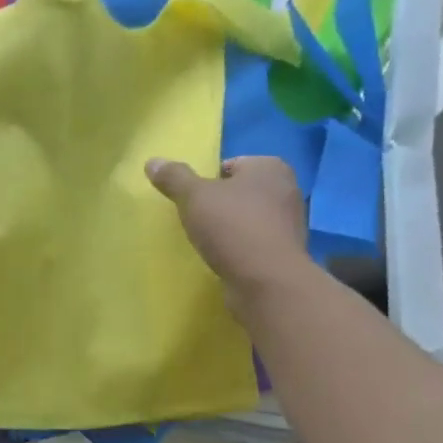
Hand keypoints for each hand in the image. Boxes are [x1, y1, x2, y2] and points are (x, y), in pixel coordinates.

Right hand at [146, 156, 309, 301]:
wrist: (266, 280)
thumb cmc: (232, 227)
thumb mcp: (194, 197)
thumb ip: (174, 178)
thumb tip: (152, 162)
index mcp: (269, 167)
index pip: (230, 165)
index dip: (207, 182)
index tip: (192, 202)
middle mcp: (286, 189)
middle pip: (240, 192)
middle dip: (219, 205)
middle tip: (196, 222)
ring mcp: (289, 222)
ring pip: (248, 218)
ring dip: (229, 228)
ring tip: (208, 243)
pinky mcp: (285, 252)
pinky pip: (255, 243)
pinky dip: (240, 248)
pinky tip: (224, 260)